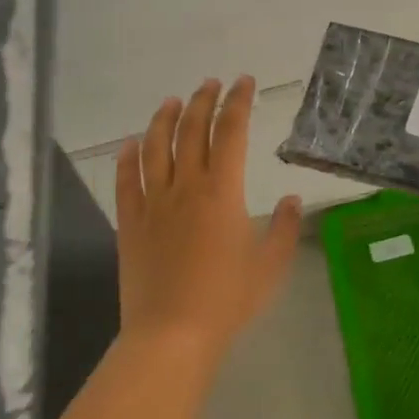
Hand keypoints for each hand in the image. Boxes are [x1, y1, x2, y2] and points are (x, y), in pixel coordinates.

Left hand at [114, 76, 301, 363]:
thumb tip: (292, 198)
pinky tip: (130, 144)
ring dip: (164, 119)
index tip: (244, 82)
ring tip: (172, 102)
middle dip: (203, 101)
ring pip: (155, 147)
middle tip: (212, 84)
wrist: (170, 336)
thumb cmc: (227, 300)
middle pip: (192, 130)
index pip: (231, 132)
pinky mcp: (130, 223)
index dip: (238, 102)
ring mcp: (154, 203)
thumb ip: (286, 228)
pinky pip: (126, 181)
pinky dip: (127, 157)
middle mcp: (186, 186)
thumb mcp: (270, 266)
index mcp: (223, 191)